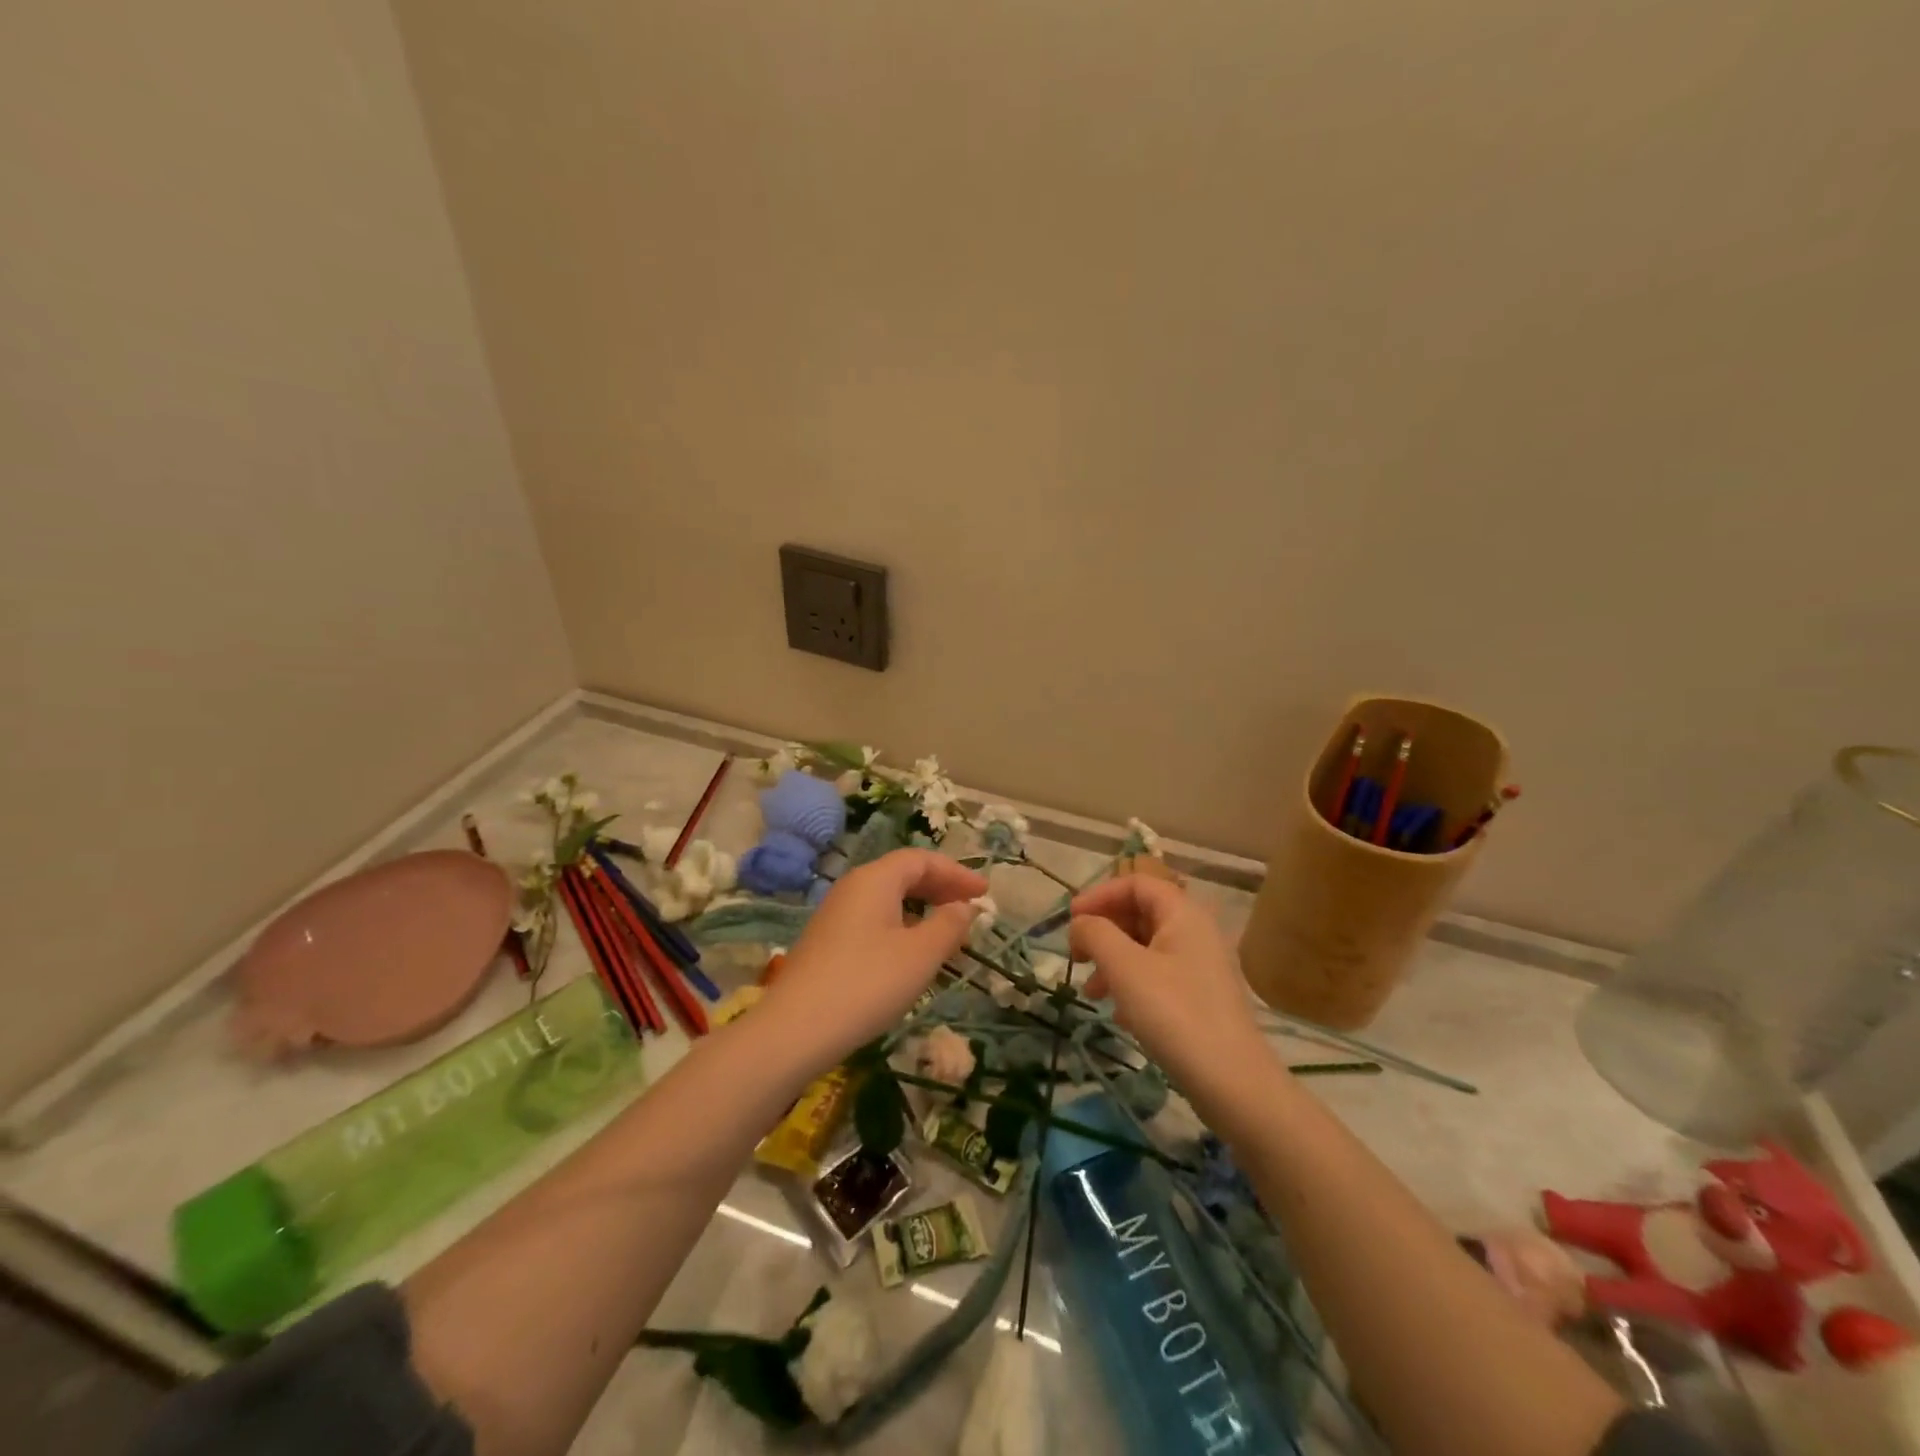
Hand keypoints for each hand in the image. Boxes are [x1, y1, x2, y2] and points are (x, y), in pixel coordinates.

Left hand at [759, 849, 986, 1069]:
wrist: (794, 1030)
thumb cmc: (867, 984)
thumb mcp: (920, 955)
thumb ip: (949, 925)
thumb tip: (964, 906)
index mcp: (875, 879)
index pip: (921, 859)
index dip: (956, 872)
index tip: (984, 892)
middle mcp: (852, 888)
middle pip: (902, 875)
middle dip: (939, 888)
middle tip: (969, 909)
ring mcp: (835, 916)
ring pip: (887, 900)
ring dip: (921, 910)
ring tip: (946, 934)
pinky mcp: (827, 943)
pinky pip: (873, 921)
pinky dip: (901, 927)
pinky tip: (910, 955)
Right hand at [1069, 876, 1269, 1093]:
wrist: (1232, 1083)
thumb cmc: (1174, 1013)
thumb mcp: (1124, 967)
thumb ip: (1095, 934)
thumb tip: (1080, 923)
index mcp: (1183, 914)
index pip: (1136, 883)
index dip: (1099, 895)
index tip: (1071, 920)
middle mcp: (1196, 932)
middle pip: (1140, 914)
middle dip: (1104, 932)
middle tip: (1076, 956)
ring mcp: (1201, 966)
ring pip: (1146, 948)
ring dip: (1113, 962)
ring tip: (1092, 993)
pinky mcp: (1201, 998)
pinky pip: (1159, 976)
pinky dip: (1133, 986)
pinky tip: (1120, 1016)